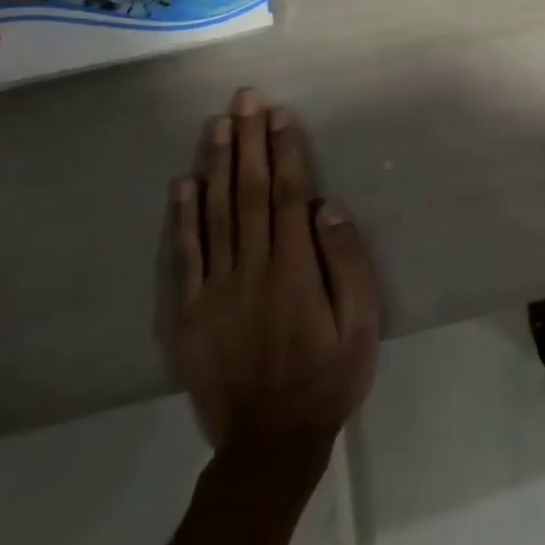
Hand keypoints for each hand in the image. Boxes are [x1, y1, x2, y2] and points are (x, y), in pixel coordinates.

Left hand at [164, 88, 379, 470]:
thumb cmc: (329, 374)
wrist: (269, 444)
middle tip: (244, 100)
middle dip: (247, 142)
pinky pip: (183, 258)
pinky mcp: (187, 316)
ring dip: (215, 165)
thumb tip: (326, 207)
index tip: (279, 114)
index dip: (283, 151)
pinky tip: (184, 184)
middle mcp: (251, 269)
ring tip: (216, 125)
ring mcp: (213, 292)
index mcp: (294, 268)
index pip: (287, 194)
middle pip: (247, 193)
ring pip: (213, 215)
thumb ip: (346, 261)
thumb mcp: (362, 320)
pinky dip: (182, 218)